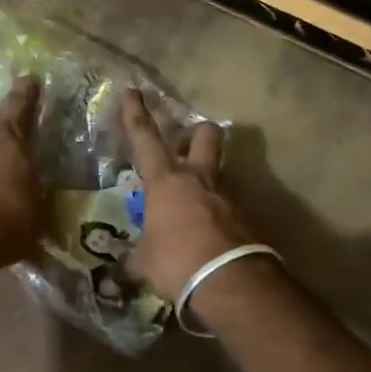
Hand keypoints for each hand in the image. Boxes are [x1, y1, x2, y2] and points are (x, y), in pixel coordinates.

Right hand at [120, 87, 256, 301]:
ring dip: (208, 176)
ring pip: (220, 168)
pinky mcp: (246, 216)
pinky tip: (209, 231)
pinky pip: (228, 204)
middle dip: (196, 132)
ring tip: (194, 199)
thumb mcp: (144, 262)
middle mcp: (198, 178)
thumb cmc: (176, 262)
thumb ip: (135, 256)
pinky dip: (219, 211)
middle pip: (204, 135)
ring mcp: (226, 195)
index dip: (136, 113)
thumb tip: (124, 265)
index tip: (132, 90)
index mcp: (165, 181)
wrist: (229, 281)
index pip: (145, 138)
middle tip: (186, 144)